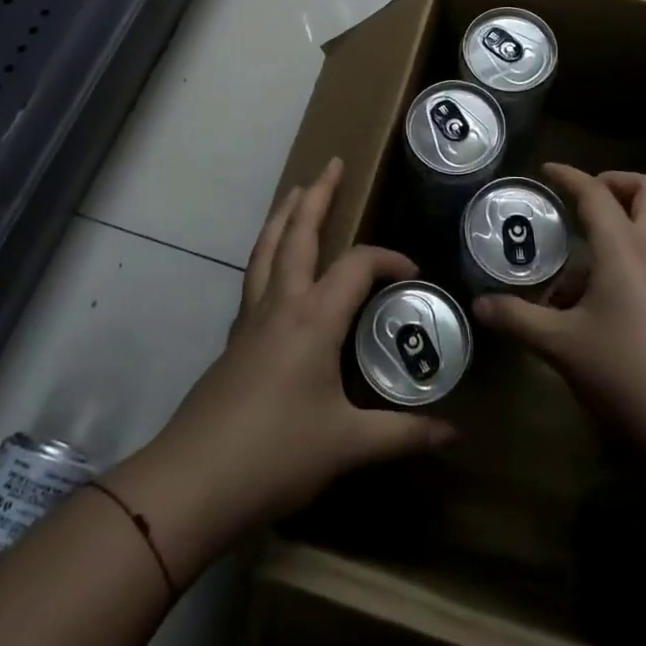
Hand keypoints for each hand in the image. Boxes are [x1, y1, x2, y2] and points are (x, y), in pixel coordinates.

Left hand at [105, 159, 455, 582]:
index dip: (388, 259)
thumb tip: (452, 432)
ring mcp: (251, 318)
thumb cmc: (276, 455)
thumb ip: (402, 433)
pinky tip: (273, 263)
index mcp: (314, 318)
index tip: (413, 273)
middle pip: (299, 234)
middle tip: (333, 164)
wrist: (193, 481)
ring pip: (267, 248)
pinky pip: (254, 275)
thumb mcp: (348, 445)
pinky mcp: (234, 337)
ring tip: (296, 189)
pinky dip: (268, 250)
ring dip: (284, 214)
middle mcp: (281, 303)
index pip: (357, 265)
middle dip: (318, 195)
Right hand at [472, 164, 645, 459]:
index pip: (595, 192)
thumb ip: (519, 319)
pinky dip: (622, 263)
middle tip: (582, 201)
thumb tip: (480, 305)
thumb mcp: (562, 346)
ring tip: (571, 276)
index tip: (546, 169)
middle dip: (615, 183)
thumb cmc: (627, 371)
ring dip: (614, 230)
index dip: (569, 176)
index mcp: (623, 248)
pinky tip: (592, 308)